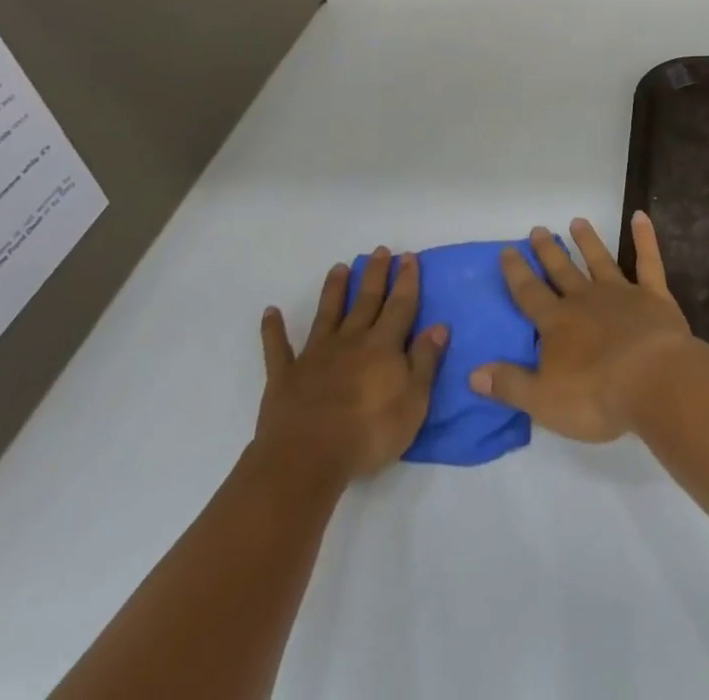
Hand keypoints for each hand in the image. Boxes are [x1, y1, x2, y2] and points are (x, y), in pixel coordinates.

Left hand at [253, 249, 446, 483]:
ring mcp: (315, 355)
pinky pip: (278, 348)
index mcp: (383, 347)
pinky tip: (270, 312)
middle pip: (366, 301)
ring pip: (327, 314)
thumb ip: (425, 362)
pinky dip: (273, 329)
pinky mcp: (285, 376)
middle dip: (374, 274)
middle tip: (379, 250)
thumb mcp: (413, 403)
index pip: (400, 306)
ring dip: (333, 290)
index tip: (408, 257)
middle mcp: (351, 341)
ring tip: (338, 267)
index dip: (406, 281)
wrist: (307, 458)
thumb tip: (438, 326)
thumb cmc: (368, 434)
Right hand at [470, 213, 692, 442]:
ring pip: (600, 260)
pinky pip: (648, 261)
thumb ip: (509, 384)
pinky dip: (645, 238)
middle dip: (548, 251)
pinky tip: (640, 216)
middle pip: (562, 271)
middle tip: (537, 229)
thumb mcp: (543, 400)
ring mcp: (621, 294)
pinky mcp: (654, 296)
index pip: (529, 294)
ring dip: (588, 241)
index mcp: (557, 324)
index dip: (516, 273)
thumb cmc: (596, 396)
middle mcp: (585, 300)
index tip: (507, 250)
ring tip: (577, 221)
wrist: (653, 381)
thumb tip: (473, 373)